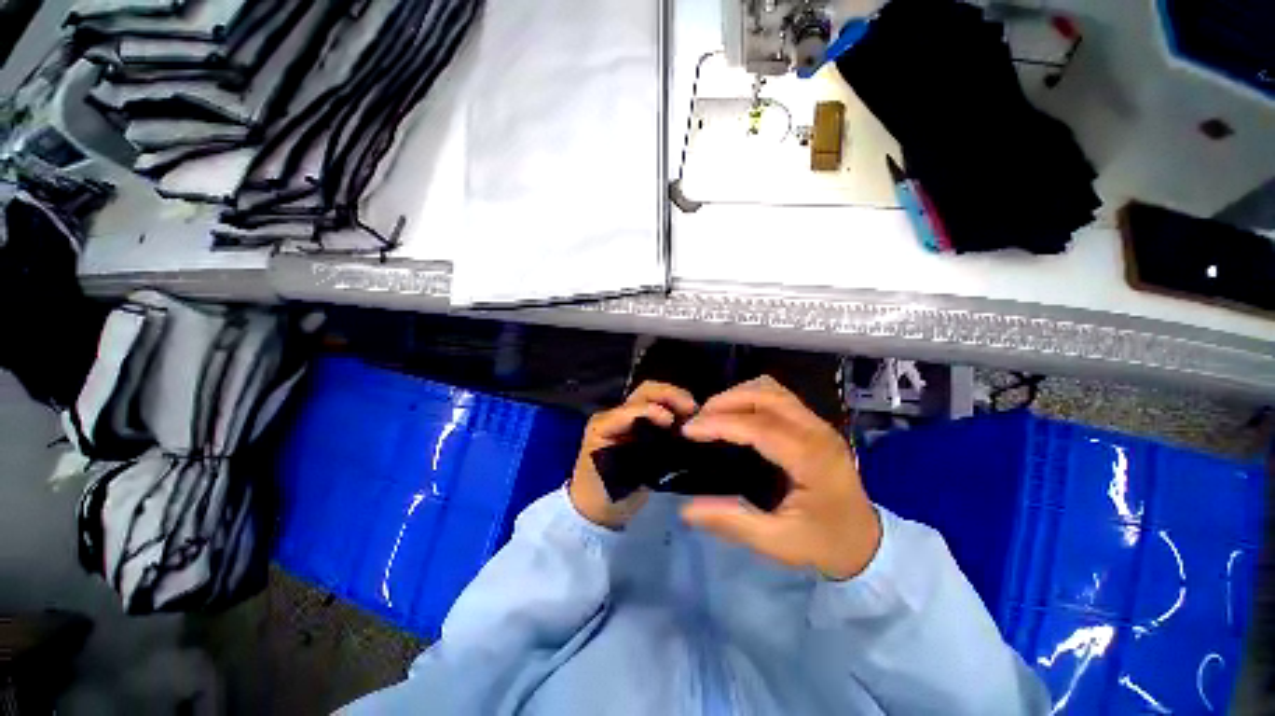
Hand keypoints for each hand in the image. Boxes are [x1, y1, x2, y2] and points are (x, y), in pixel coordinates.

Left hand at [569, 381, 698, 528]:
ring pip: (653, 395)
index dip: (652, 411)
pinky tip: (689, 419)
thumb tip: (668, 444)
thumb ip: (640, 460)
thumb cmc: (602, 495)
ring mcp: (629, 417)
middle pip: (644, 392)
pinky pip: (660, 407)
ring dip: (675, 399)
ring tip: (693, 412)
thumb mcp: (618, 481)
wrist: (596, 506)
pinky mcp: (641, 424)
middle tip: (692, 409)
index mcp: (604, 426)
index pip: (631, 409)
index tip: (671, 422)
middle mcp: (615, 415)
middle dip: (669, 395)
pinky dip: (676, 408)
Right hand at [680, 376, 881, 579]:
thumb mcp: (777, 542)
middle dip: (726, 401)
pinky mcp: (813, 423)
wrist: (867, 542)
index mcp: (811, 458)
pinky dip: (750, 397)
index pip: (758, 426)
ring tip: (713, 415)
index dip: (720, 423)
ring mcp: (817, 423)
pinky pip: (777, 395)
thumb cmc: (824, 542)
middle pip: (765, 394)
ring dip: (737, 395)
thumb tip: (686, 510)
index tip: (689, 430)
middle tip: (699, 421)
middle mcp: (816, 430)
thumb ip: (732, 523)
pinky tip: (737, 415)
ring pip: (771, 389)